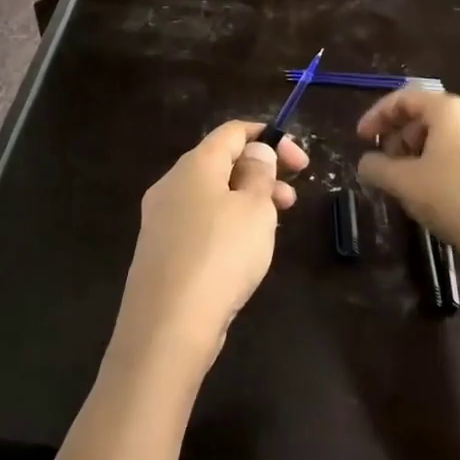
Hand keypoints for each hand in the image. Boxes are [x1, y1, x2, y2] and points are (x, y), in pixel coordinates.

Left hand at [112, 121, 305, 373]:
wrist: (167, 328)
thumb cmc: (220, 256)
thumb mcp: (255, 209)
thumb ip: (260, 173)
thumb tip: (255, 152)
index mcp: (195, 164)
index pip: (233, 131)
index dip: (269, 137)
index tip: (299, 162)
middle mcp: (172, 183)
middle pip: (221, 162)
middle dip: (260, 173)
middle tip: (291, 200)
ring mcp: (161, 218)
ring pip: (211, 195)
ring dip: (246, 201)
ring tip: (273, 228)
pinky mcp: (160, 251)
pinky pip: (199, 223)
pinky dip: (226, 225)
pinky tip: (242, 253)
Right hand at [357, 90, 459, 281]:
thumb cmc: (453, 199)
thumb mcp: (404, 182)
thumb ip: (377, 167)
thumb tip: (366, 163)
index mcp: (449, 110)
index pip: (405, 98)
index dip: (377, 115)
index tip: (361, 139)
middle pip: (425, 113)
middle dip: (398, 133)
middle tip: (383, 160)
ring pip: (443, 133)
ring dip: (416, 149)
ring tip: (403, 178)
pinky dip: (437, 160)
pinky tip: (429, 189)